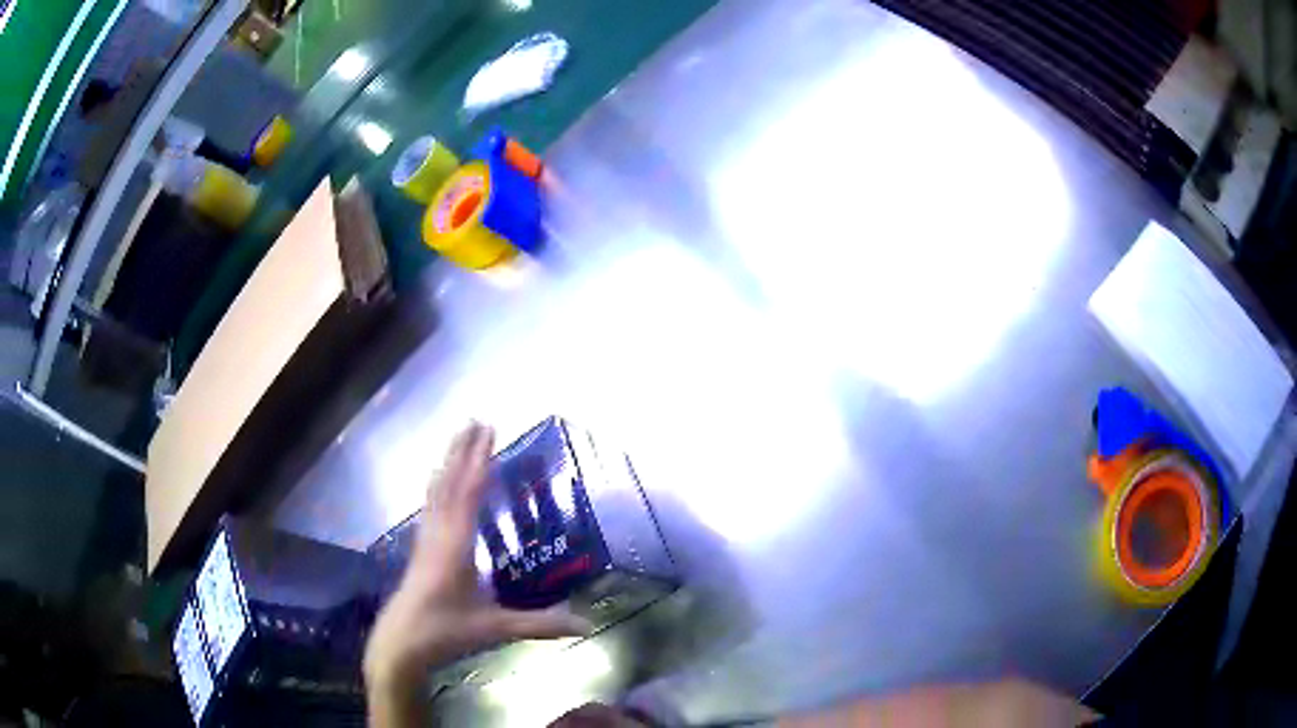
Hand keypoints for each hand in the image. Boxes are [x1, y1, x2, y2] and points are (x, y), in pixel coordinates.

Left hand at [364, 423, 589, 723]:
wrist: (400, 644)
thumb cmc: (445, 632)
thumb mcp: (494, 629)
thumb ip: (539, 625)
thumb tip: (587, 625)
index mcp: (456, 545)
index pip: (469, 494)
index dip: (480, 461)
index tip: (489, 430)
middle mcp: (438, 534)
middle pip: (450, 483)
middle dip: (462, 451)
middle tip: (475, 419)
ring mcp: (425, 540)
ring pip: (436, 492)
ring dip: (448, 463)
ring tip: (457, 438)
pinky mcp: (420, 550)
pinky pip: (431, 505)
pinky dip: (438, 485)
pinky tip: (436, 482)